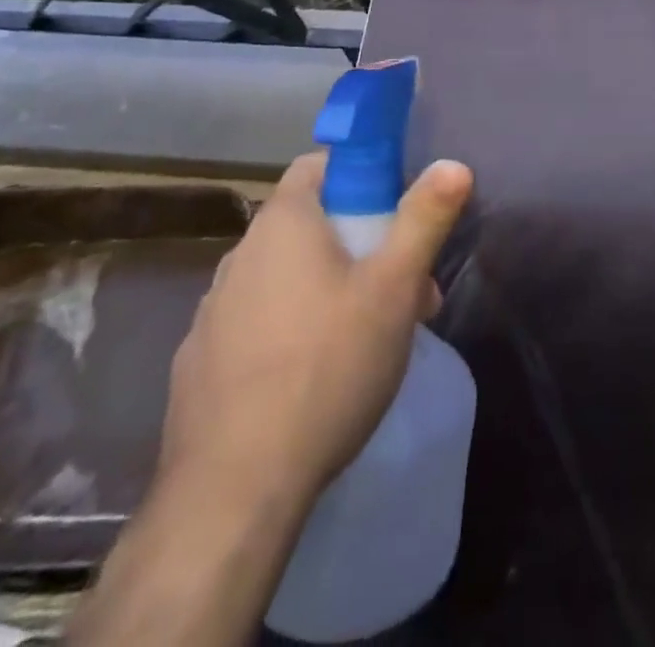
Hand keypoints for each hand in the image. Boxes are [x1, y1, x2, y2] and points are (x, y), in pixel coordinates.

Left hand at [157, 150, 474, 518]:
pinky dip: (291, 329)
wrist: (234, 491)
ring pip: (286, 277)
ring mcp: (213, 310)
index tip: (396, 212)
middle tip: (404, 290)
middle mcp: (240, 254)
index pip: (318, 165)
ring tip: (370, 339)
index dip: (361, 175)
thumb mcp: (393, 288)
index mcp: (282, 223)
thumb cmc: (326, 367)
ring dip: (330, 289)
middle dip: (361, 244)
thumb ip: (424, 219)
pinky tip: (316, 378)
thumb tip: (453, 163)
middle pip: (309, 224)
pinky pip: (257, 322)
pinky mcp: (200, 362)